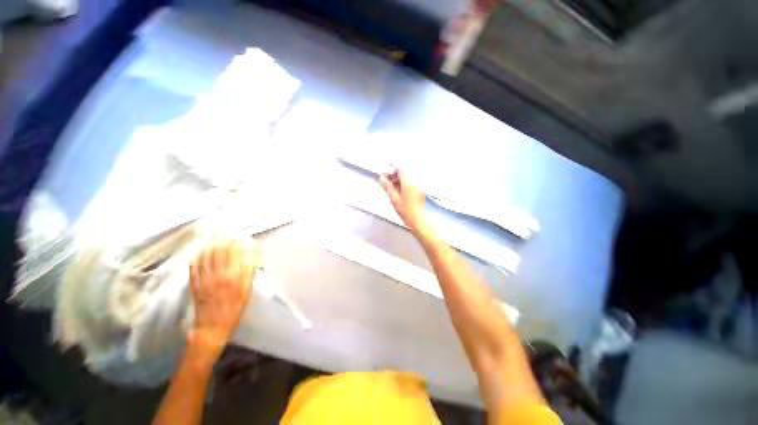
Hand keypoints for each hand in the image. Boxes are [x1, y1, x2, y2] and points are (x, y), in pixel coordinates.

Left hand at [188, 239, 258, 361]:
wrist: (212, 328)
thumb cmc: (234, 311)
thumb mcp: (246, 293)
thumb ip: (249, 274)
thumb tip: (252, 258)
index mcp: (232, 276)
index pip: (233, 254)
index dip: (236, 244)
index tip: (239, 238)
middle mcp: (216, 274)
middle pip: (218, 252)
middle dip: (223, 241)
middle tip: (226, 235)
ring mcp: (203, 279)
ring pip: (205, 257)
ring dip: (209, 246)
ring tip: (213, 239)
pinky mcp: (194, 285)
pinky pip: (194, 268)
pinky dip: (197, 258)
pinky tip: (199, 253)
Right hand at [379, 169, 429, 235]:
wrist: (418, 221)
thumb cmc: (408, 212)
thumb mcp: (394, 199)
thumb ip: (387, 187)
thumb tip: (382, 179)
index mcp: (408, 183)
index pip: (399, 170)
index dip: (391, 172)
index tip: (385, 175)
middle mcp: (415, 183)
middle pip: (403, 174)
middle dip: (394, 177)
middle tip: (387, 183)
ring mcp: (418, 187)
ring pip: (407, 179)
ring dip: (399, 182)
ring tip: (393, 190)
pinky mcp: (419, 191)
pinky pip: (411, 184)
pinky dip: (404, 186)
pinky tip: (400, 194)